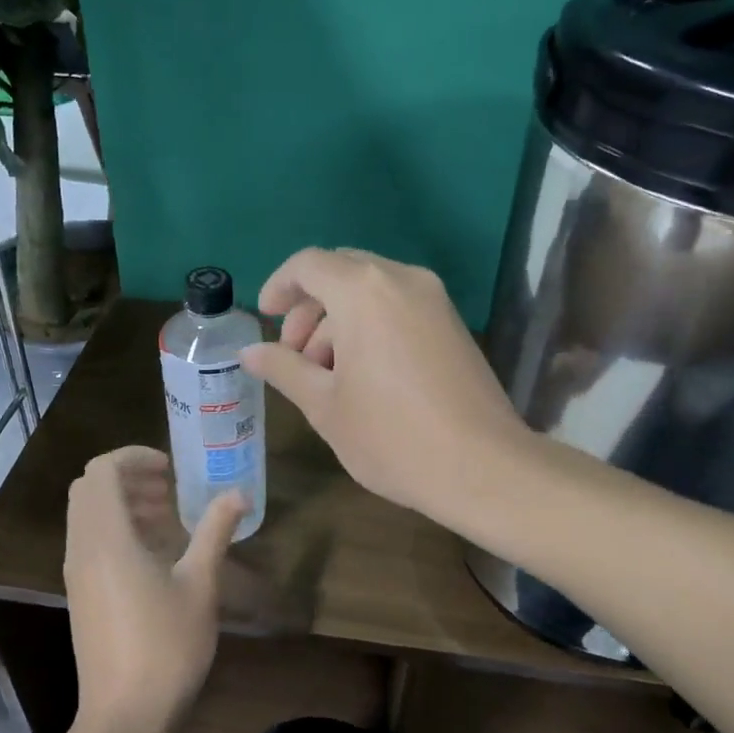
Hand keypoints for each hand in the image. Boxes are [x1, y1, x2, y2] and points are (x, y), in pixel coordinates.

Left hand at [63, 447, 247, 732]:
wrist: (124, 717)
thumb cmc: (166, 647)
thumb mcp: (200, 585)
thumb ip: (215, 531)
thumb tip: (238, 494)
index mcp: (106, 538)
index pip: (102, 470)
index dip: (135, 457)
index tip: (171, 468)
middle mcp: (82, 548)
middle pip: (90, 489)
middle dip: (129, 478)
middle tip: (170, 489)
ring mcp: (77, 574)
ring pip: (88, 516)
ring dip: (124, 504)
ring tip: (168, 517)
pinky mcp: (81, 595)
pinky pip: (91, 541)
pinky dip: (117, 530)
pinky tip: (156, 554)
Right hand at [239, 248, 527, 524]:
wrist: (483, 468)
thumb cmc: (392, 436)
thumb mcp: (324, 406)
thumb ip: (284, 369)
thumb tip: (250, 353)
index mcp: (364, 291)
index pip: (309, 264)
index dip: (279, 286)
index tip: (266, 318)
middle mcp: (402, 280)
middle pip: (341, 272)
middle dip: (309, 308)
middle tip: (294, 356)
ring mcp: (435, 300)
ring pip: (371, 291)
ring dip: (339, 321)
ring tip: (326, 376)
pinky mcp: (453, 324)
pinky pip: (399, 307)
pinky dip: (371, 326)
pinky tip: (363, 376)